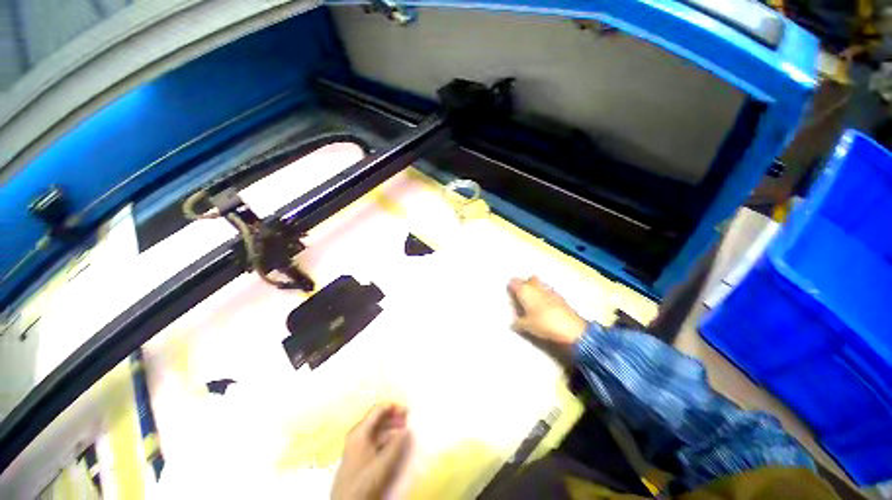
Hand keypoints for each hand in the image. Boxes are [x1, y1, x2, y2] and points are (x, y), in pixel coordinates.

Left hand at [332, 403, 411, 499]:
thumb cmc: (363, 481)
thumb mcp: (383, 463)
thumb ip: (397, 444)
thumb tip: (408, 429)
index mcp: (360, 431)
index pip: (378, 409)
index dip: (394, 407)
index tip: (408, 412)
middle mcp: (357, 434)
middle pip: (378, 418)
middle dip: (394, 418)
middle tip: (409, 422)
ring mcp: (357, 445)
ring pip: (377, 430)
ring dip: (392, 429)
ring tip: (405, 433)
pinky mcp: (359, 455)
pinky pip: (375, 440)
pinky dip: (386, 439)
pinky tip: (395, 445)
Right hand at [508, 276, 586, 350]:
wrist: (571, 328)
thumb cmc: (543, 324)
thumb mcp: (527, 326)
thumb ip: (518, 323)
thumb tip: (513, 324)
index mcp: (525, 291)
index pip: (514, 282)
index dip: (511, 286)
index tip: (510, 292)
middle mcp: (536, 287)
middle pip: (529, 279)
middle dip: (525, 284)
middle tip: (522, 294)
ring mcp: (549, 290)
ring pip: (540, 284)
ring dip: (536, 289)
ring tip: (533, 301)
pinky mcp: (560, 296)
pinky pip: (548, 291)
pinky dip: (545, 295)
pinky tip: (545, 305)